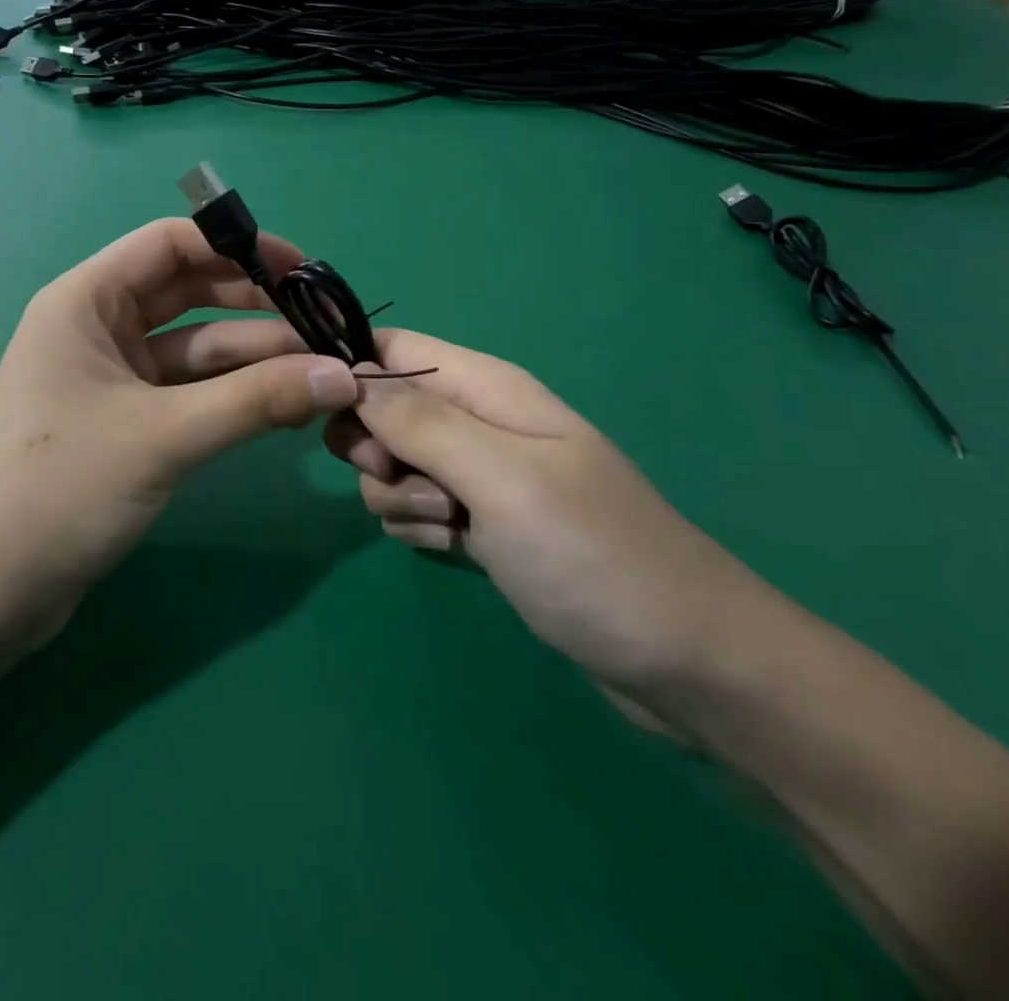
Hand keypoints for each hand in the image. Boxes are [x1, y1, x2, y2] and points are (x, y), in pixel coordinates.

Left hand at [0, 219, 357, 635]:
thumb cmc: (57, 489)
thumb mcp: (163, 436)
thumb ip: (255, 401)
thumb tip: (344, 375)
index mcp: (86, 301)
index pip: (170, 245)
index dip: (238, 248)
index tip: (303, 272)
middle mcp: (99, 329)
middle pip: (190, 295)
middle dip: (256, 308)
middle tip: (324, 326)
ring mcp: (112, 379)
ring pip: (195, 350)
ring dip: (254, 359)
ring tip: (323, 373)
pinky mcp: (125, 425)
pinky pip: (190, 393)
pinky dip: (234, 397)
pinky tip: (284, 407)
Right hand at [326, 331, 765, 699]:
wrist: (682, 661)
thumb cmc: (591, 553)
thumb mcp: (498, 477)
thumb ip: (418, 421)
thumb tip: (347, 374)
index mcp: (486, 387)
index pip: (392, 346)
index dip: (350, 369)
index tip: (326, 412)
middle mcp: (478, 421)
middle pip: (383, 407)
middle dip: (374, 444)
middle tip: (406, 477)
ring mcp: (479, 474)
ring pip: (392, 463)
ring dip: (399, 494)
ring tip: (452, 525)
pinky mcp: (479, 522)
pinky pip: (414, 506)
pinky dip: (419, 525)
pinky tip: (457, 549)